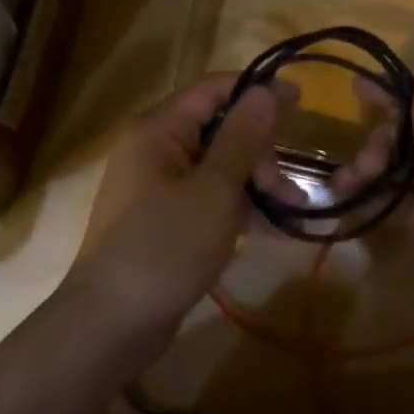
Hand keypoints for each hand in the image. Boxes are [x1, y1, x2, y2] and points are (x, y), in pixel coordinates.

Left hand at [64, 73, 289, 344]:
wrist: (111, 324)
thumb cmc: (165, 246)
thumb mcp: (214, 189)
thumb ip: (242, 137)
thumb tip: (265, 90)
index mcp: (159, 129)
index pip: (214, 88)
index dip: (258, 90)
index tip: (301, 100)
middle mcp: (156, 148)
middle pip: (219, 128)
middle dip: (260, 150)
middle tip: (289, 185)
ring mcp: (159, 185)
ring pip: (218, 166)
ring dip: (257, 182)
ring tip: (295, 209)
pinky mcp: (166, 219)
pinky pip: (210, 197)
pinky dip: (240, 206)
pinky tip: (275, 228)